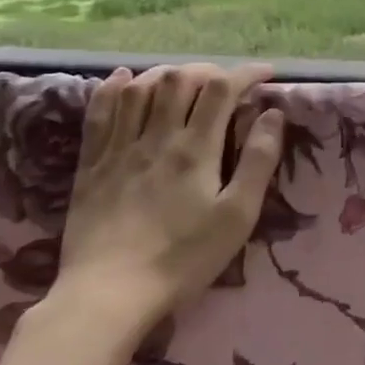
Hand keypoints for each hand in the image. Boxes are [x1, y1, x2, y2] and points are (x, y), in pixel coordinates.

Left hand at [48, 64, 284, 340]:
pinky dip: (113, 88)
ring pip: (139, 89)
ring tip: (182, 79)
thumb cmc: (184, 258)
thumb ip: (259, 161)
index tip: (266, 74)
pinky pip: (99, 113)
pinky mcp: (91, 165)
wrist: (109, 294)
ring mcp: (118, 149)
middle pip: (179, 80)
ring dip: (165, 74)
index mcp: (195, 148)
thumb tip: (273, 113)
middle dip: (207, 70)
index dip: (246, 73)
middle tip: (225, 82)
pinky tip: (122, 79)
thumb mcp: (238, 215)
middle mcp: (156, 137)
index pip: (221, 89)